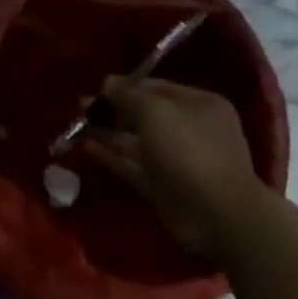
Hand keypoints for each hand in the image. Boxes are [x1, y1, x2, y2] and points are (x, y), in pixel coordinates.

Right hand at [85, 77, 274, 267]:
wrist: (218, 216)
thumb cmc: (190, 150)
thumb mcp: (155, 110)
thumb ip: (128, 94)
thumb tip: (107, 82)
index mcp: (199, 105)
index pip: (158, 87)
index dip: (127, 85)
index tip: (99, 87)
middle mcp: (190, 130)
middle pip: (145, 114)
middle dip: (115, 108)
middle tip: (83, 105)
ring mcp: (177, 161)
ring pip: (137, 141)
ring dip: (109, 132)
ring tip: (79, 122)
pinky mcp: (163, 188)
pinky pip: (133, 166)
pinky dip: (112, 157)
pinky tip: (87, 147)